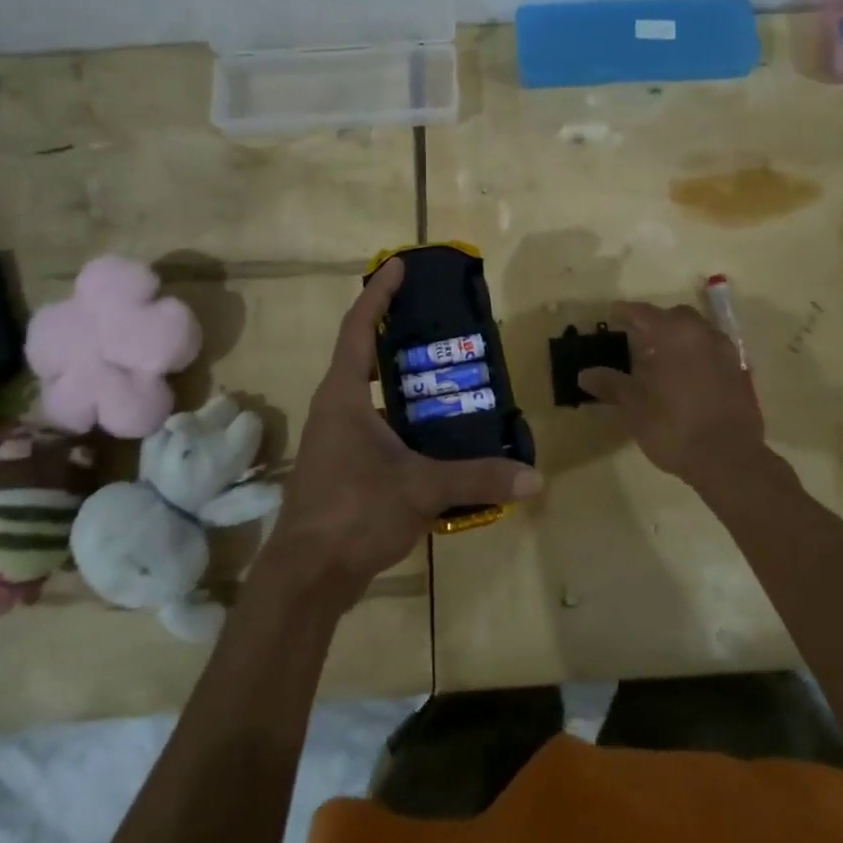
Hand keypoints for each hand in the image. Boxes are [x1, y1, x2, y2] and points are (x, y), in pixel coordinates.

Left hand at [260, 257, 541, 600]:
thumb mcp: (421, 489)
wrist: (306, 577)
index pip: (359, 328)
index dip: (378, 293)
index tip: (399, 265)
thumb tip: (536, 477)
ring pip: (371, 390)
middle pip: (364, 352)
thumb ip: (479, 478)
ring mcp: (336, 437)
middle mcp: (336, 407)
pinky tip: (437, 429)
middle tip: (438, 317)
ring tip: (448, 368)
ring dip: (402, 375)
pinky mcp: (344, 464)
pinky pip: (377, 421)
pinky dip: (404, 413)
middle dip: (396, 329)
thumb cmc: (353, 513)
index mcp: (344, 395)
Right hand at [579, 302, 766, 489]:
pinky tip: (689, 377)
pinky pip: (714, 353)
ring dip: (681, 338)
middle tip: (638, 339)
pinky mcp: (741, 373)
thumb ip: (611, 385)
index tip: (611, 315)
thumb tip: (585, 374)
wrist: (729, 459)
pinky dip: (699, 356)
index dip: (625, 313)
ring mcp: (726, 353)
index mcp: (673, 335)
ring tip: (663, 358)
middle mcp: (702, 335)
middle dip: (657, 323)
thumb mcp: (635, 408)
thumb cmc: (674, 428)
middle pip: (676, 317)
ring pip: (699, 332)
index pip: (644, 313)